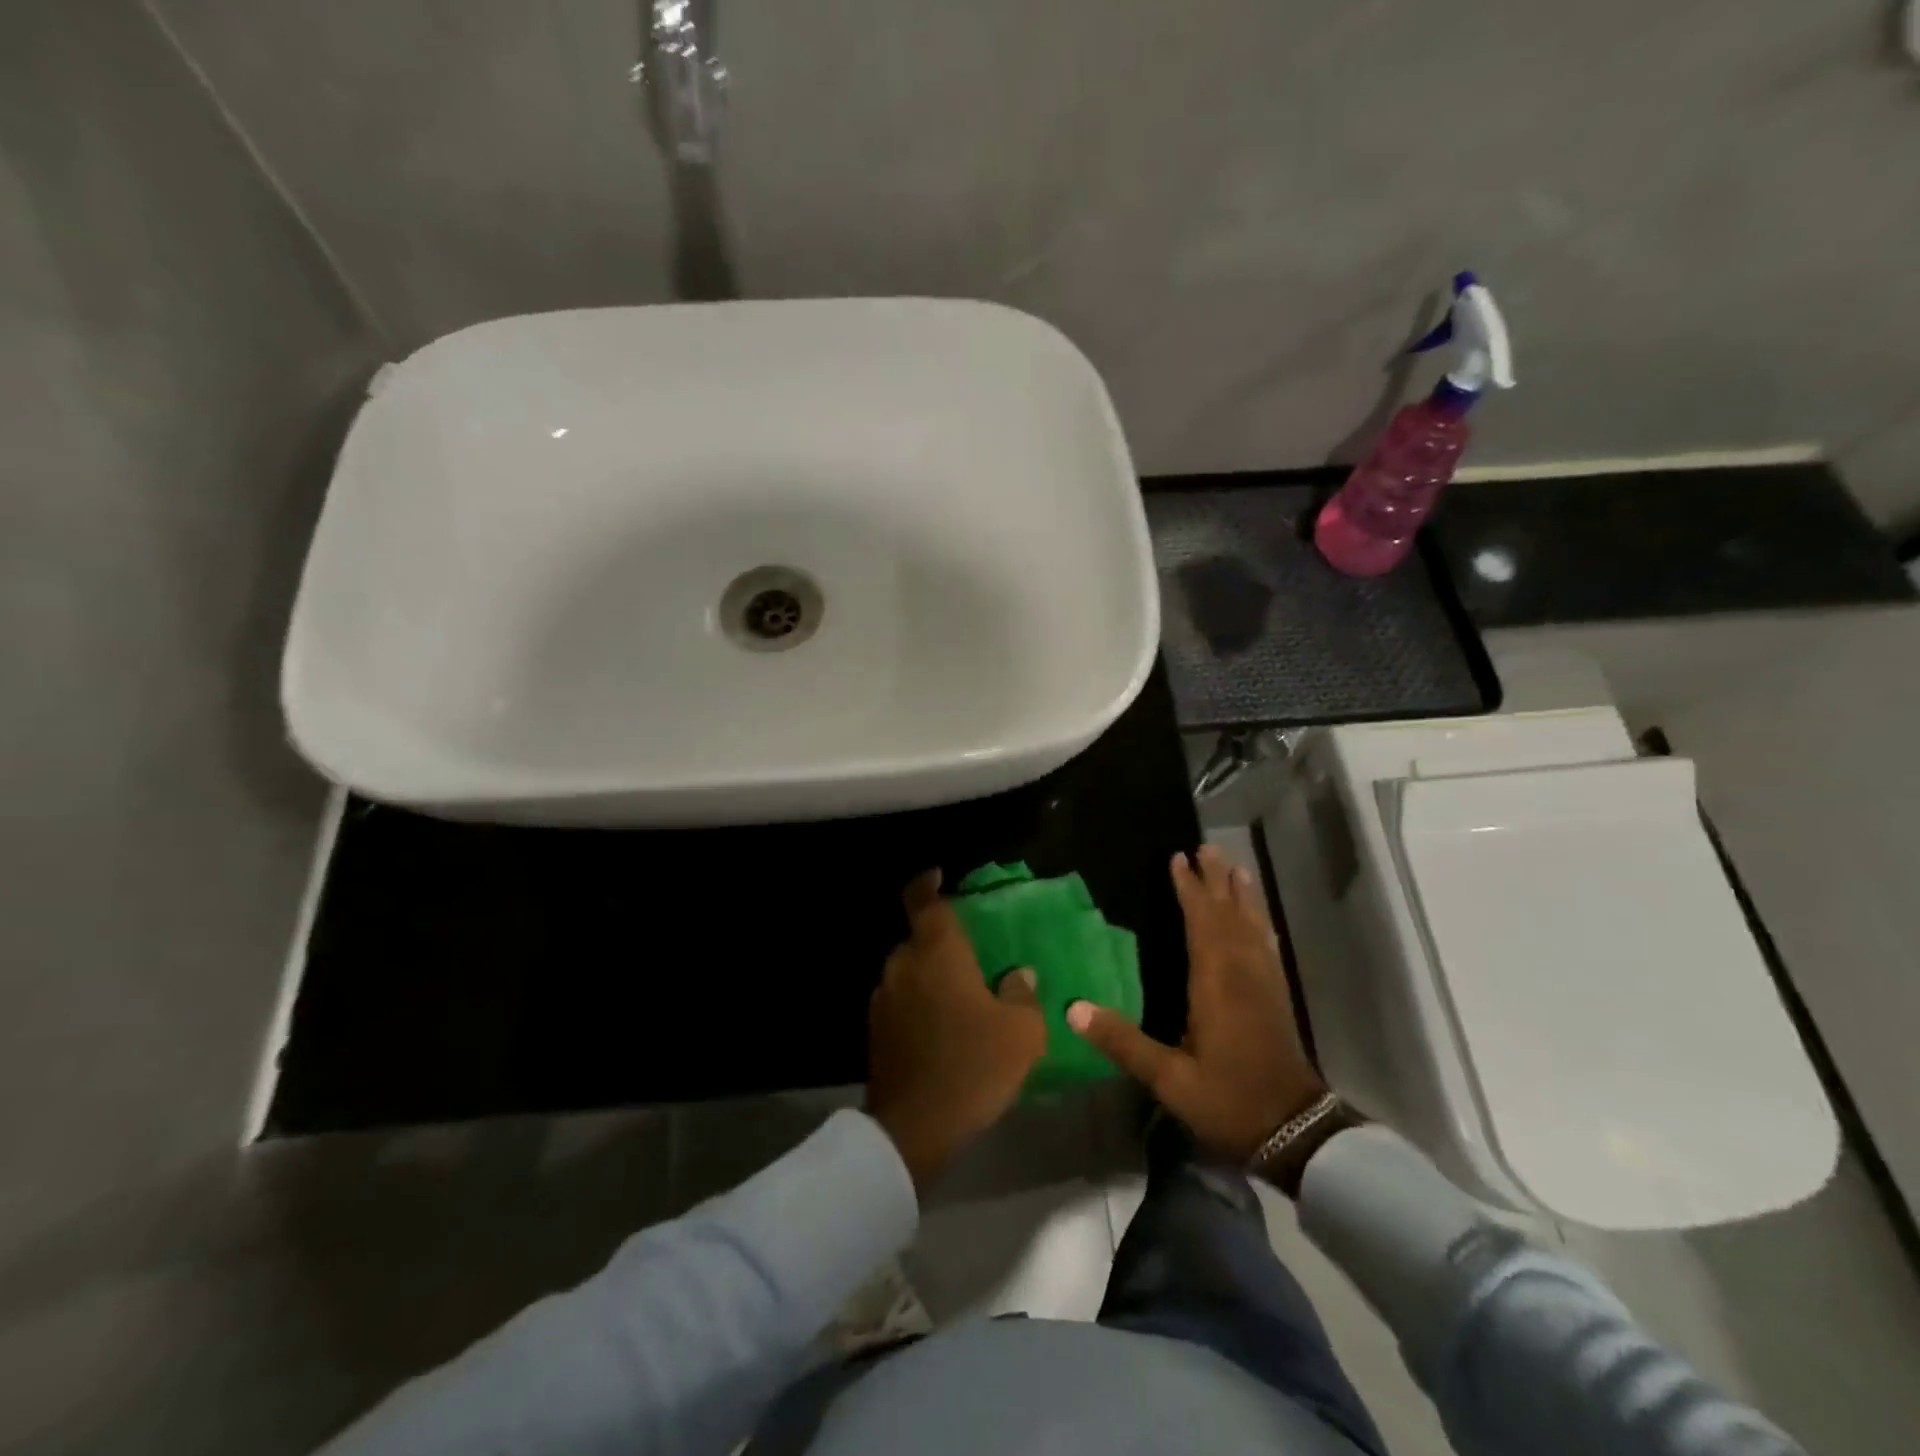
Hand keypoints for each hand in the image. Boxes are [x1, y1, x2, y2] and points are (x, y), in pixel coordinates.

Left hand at [867, 870, 1048, 1193]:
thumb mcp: (1020, 1032)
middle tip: (972, 955)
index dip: (928, 884)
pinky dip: (919, 1001)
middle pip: (919, 937)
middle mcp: (903, 964)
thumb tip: (1019, 974)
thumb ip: (1022, 994)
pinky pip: (901, 998)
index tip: (939, 875)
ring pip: (910, 970)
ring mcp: (884, 997)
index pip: (924, 901)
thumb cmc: (972, 1066)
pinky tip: (942, 1026)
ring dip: (930, 974)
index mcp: (937, 952)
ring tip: (961, 995)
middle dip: (942, 941)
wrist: (913, 1128)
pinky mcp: (875, 1029)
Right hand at [1068, 845, 1324, 1160]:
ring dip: (1242, 895)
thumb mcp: (1168, 1079)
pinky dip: (1260, 924)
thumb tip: (1073, 1009)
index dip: (1190, 890)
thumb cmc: (1228, 1100)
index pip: (1202, 923)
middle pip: (1228, 915)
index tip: (1178, 858)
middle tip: (1206, 847)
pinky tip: (1260, 920)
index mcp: (1216, 983)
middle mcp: (1242, 973)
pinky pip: (1267, 946)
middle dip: (1216, 880)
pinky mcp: (1277, 996)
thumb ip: (1123, 1042)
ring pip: (1252, 926)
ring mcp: (1264, 983)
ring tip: (1236, 867)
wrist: (1295, 1131)